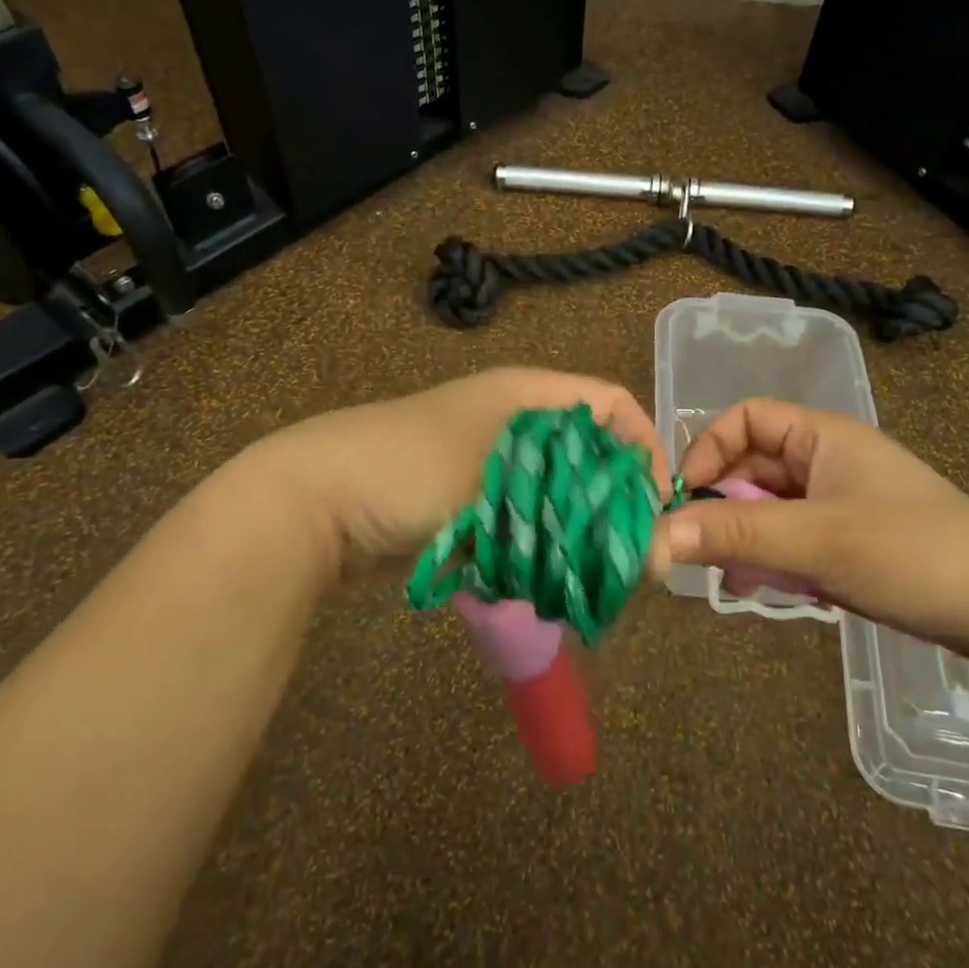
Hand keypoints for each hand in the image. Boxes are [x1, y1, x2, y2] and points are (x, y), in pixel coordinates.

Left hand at [247, 368, 670, 583]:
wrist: (310, 497)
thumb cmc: (413, 471)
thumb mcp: (502, 489)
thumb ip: (583, 519)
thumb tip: (658, 557)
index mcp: (526, 392)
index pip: (612, 404)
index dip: (644, 447)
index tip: (657, 507)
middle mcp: (511, 416)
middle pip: (586, 449)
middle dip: (611, 498)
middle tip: (626, 554)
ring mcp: (482, 456)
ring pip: (553, 487)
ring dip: (572, 526)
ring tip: (585, 570)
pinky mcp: (461, 495)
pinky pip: (518, 513)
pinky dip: (533, 541)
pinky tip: (537, 575)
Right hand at [660, 398, 968, 653]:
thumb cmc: (910, 552)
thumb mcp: (815, 540)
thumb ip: (734, 535)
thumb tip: (654, 535)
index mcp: (822, 436)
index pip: (745, 418)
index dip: (708, 448)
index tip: (684, 495)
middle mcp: (827, 460)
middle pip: (752, 466)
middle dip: (721, 503)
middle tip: (696, 546)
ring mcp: (839, 502)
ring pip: (768, 507)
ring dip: (743, 536)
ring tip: (730, 575)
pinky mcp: (849, 541)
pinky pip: (792, 538)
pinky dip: (771, 559)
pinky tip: (763, 589)